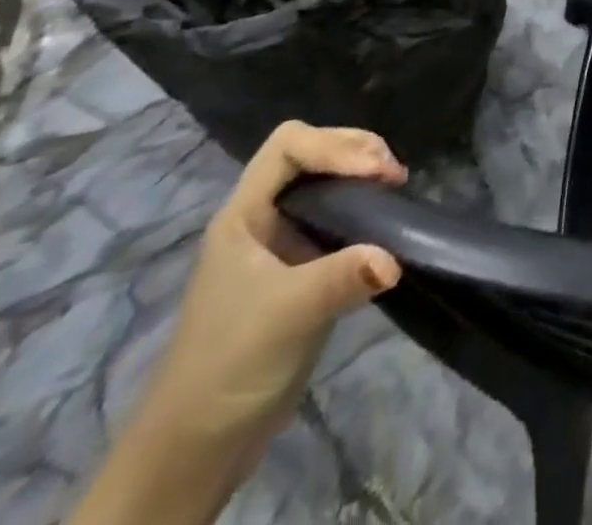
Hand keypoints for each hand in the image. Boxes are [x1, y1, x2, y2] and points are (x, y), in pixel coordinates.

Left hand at [71, 123, 408, 524]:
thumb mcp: (286, 316)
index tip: (375, 174)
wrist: (196, 447)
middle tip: (393, 176)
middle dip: (356, 151)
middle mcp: (262, 218)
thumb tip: (395, 258)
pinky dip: (366, 207)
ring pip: (327, 180)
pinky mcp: (302, 268)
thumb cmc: (229, 365)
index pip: (289, 145)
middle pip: (312, 152)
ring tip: (395, 190)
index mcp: (244, 216)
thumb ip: (341, 278)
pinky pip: (338, 215)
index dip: (335, 146)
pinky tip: (386, 225)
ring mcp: (281, 243)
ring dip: (364, 175)